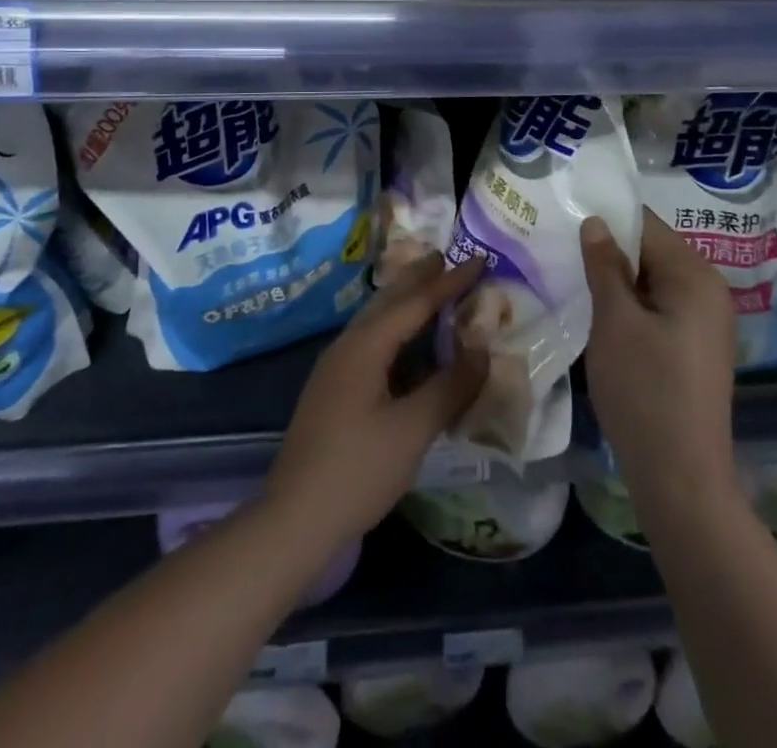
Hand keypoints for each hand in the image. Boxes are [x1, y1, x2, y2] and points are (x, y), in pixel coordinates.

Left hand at [265, 257, 486, 551]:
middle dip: (419, 278)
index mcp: (366, 345)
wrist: (294, 519)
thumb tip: (482, 351)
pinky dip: (395, 329)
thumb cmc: (358, 469)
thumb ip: (450, 386)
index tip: (479, 258)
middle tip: (446, 256)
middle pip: (389, 300)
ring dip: (405, 301)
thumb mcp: (414, 429)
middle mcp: (348, 345)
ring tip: (429, 288)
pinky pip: (371, 341)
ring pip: (376, 319)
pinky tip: (406, 344)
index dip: (450, 280)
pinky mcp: (333, 389)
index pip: (416, 301)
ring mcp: (335, 367)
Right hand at [581, 211, 737, 516]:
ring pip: (653, 280)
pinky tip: (601, 316)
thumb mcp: (614, 322)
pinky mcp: (697, 345)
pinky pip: (661, 306)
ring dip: (618, 280)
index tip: (565, 221)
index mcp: (694, 275)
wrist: (681, 479)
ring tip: (574, 281)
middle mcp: (709, 289)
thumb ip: (605, 265)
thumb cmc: (645, 391)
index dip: (605, 219)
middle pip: (651, 250)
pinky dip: (632, 305)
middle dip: (610, 251)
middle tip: (562, 253)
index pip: (645, 224)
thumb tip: (595, 221)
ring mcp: (706, 320)